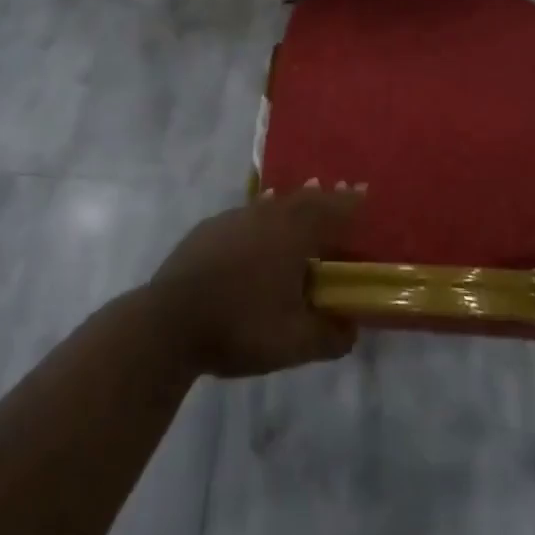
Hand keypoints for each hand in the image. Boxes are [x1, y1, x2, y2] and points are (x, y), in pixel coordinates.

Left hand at [146, 183, 364, 378]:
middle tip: (337, 194)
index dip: (350, 203)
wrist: (169, 322)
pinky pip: (246, 214)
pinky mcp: (208, 230)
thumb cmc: (240, 326)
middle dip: (323, 197)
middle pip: (303, 199)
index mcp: (293, 234)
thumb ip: (330, 336)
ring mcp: (234, 219)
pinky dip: (261, 215)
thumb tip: (352, 328)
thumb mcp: (294, 343)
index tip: (364, 192)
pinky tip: (256, 227)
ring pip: (272, 203)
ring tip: (301, 201)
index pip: (331, 210)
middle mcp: (267, 215)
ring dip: (291, 203)